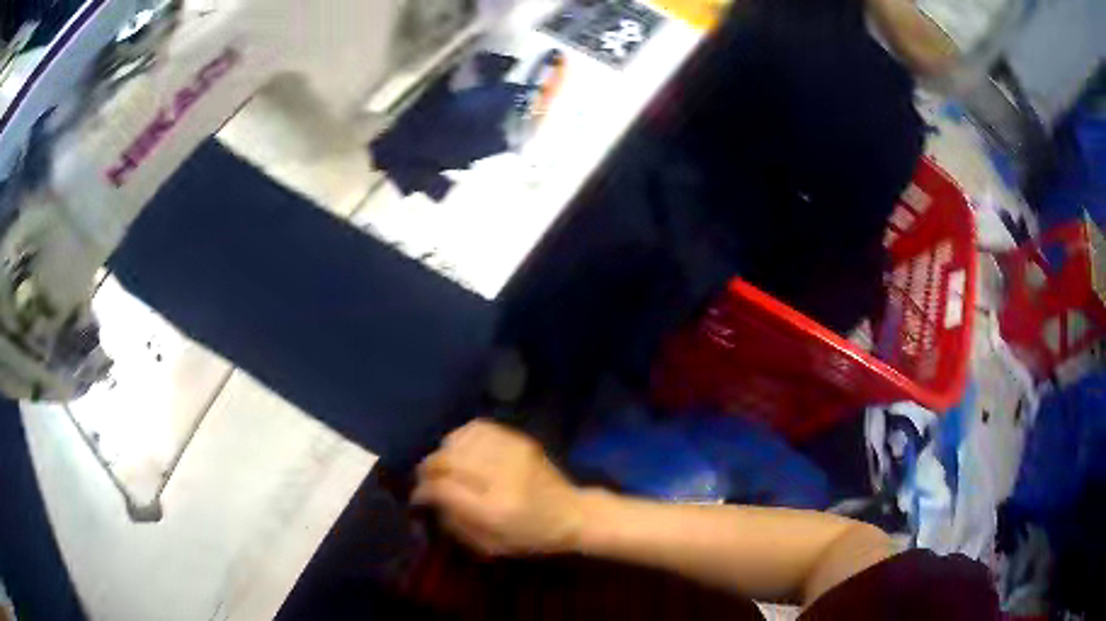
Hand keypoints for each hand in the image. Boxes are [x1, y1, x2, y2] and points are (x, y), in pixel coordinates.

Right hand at [412, 419, 583, 555]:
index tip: (418, 497)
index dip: (423, 491)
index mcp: (493, 509)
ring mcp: (511, 453)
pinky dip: (462, 437)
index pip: (443, 489)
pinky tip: (462, 450)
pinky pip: (477, 427)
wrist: (572, 513)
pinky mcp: (519, 440)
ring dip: (444, 452)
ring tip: (445, 466)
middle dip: (428, 469)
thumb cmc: (530, 537)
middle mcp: (500, 476)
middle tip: (426, 479)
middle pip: (446, 460)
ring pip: (458, 440)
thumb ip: (454, 523)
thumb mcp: (489, 545)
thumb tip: (428, 498)